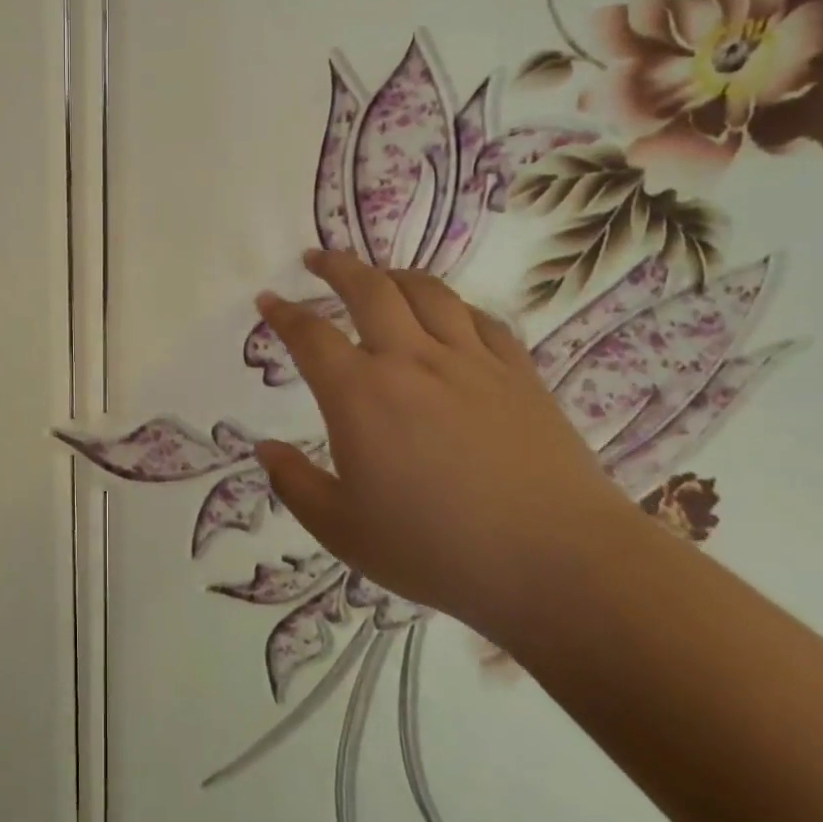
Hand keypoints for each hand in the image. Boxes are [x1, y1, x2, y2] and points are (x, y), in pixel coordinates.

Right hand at [253, 249, 621, 635]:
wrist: (559, 563)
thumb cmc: (437, 550)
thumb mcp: (342, 530)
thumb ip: (294, 484)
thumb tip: (264, 448)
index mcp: (360, 395)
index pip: (310, 335)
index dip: (283, 313)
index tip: (267, 299)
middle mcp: (411, 361)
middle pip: (369, 290)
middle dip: (336, 267)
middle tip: (317, 258)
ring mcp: (470, 361)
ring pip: (427, 292)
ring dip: (394, 274)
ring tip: (379, 275)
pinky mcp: (518, 373)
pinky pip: (481, 320)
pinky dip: (455, 306)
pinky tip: (450, 314)